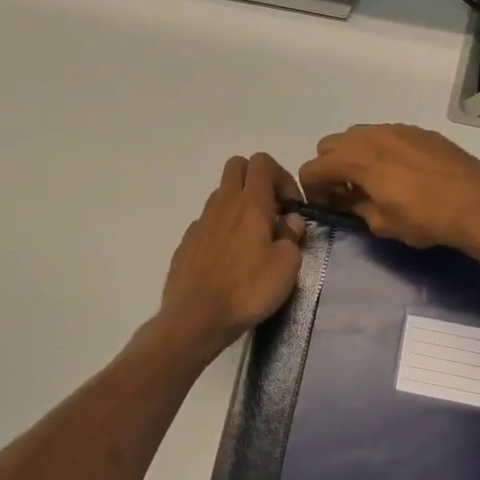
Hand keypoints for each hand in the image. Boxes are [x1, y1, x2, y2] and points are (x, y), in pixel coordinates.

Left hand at [157, 154, 306, 355]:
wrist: (196, 317)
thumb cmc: (248, 289)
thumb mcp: (286, 265)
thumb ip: (292, 236)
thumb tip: (290, 221)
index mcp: (250, 202)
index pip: (263, 162)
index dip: (282, 177)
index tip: (291, 207)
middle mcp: (223, 203)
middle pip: (238, 166)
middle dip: (258, 180)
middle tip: (272, 211)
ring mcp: (201, 221)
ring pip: (222, 193)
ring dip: (240, 204)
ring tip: (254, 239)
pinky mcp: (188, 241)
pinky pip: (209, 221)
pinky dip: (223, 228)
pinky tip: (230, 258)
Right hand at [297, 124, 479, 253]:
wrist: (477, 202)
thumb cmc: (424, 218)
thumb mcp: (382, 223)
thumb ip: (355, 208)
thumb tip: (346, 201)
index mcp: (354, 159)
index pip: (312, 169)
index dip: (312, 191)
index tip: (328, 207)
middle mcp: (370, 136)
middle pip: (330, 145)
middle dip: (330, 168)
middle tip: (346, 192)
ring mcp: (396, 129)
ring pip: (359, 135)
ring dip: (355, 156)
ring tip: (374, 181)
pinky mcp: (419, 131)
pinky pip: (387, 135)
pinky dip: (382, 150)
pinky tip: (402, 172)